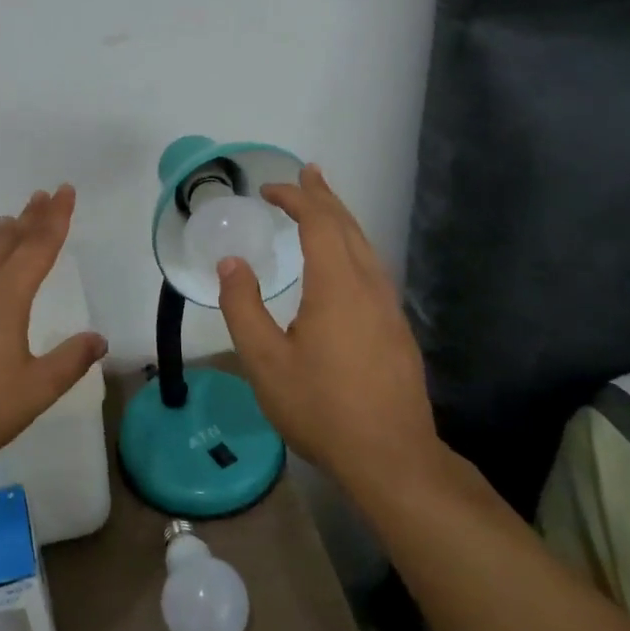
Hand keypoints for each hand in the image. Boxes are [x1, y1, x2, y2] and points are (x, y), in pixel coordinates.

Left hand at [0, 184, 107, 480]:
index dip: (56, 218)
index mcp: (5, 296)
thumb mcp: (34, 390)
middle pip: (7, 241)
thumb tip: (99, 339)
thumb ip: (69, 361)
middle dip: (29, 217)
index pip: (38, 246)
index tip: (65, 191)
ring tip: (9, 222)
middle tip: (43, 196)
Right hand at [216, 165, 443, 496]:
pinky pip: (373, 269)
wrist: (391, 458)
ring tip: (325, 205)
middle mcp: (369, 286)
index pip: (319, 223)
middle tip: (307, 173)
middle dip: (325, 197)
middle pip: (348, 227)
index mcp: (337, 286)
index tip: (269, 189)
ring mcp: (389, 308)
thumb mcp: (265, 360)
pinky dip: (353, 247)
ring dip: (342, 220)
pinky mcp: (397, 330)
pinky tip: (345, 263)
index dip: (296, 199)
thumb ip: (243, 306)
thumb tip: (232, 262)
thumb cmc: (321, 407)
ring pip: (366, 248)